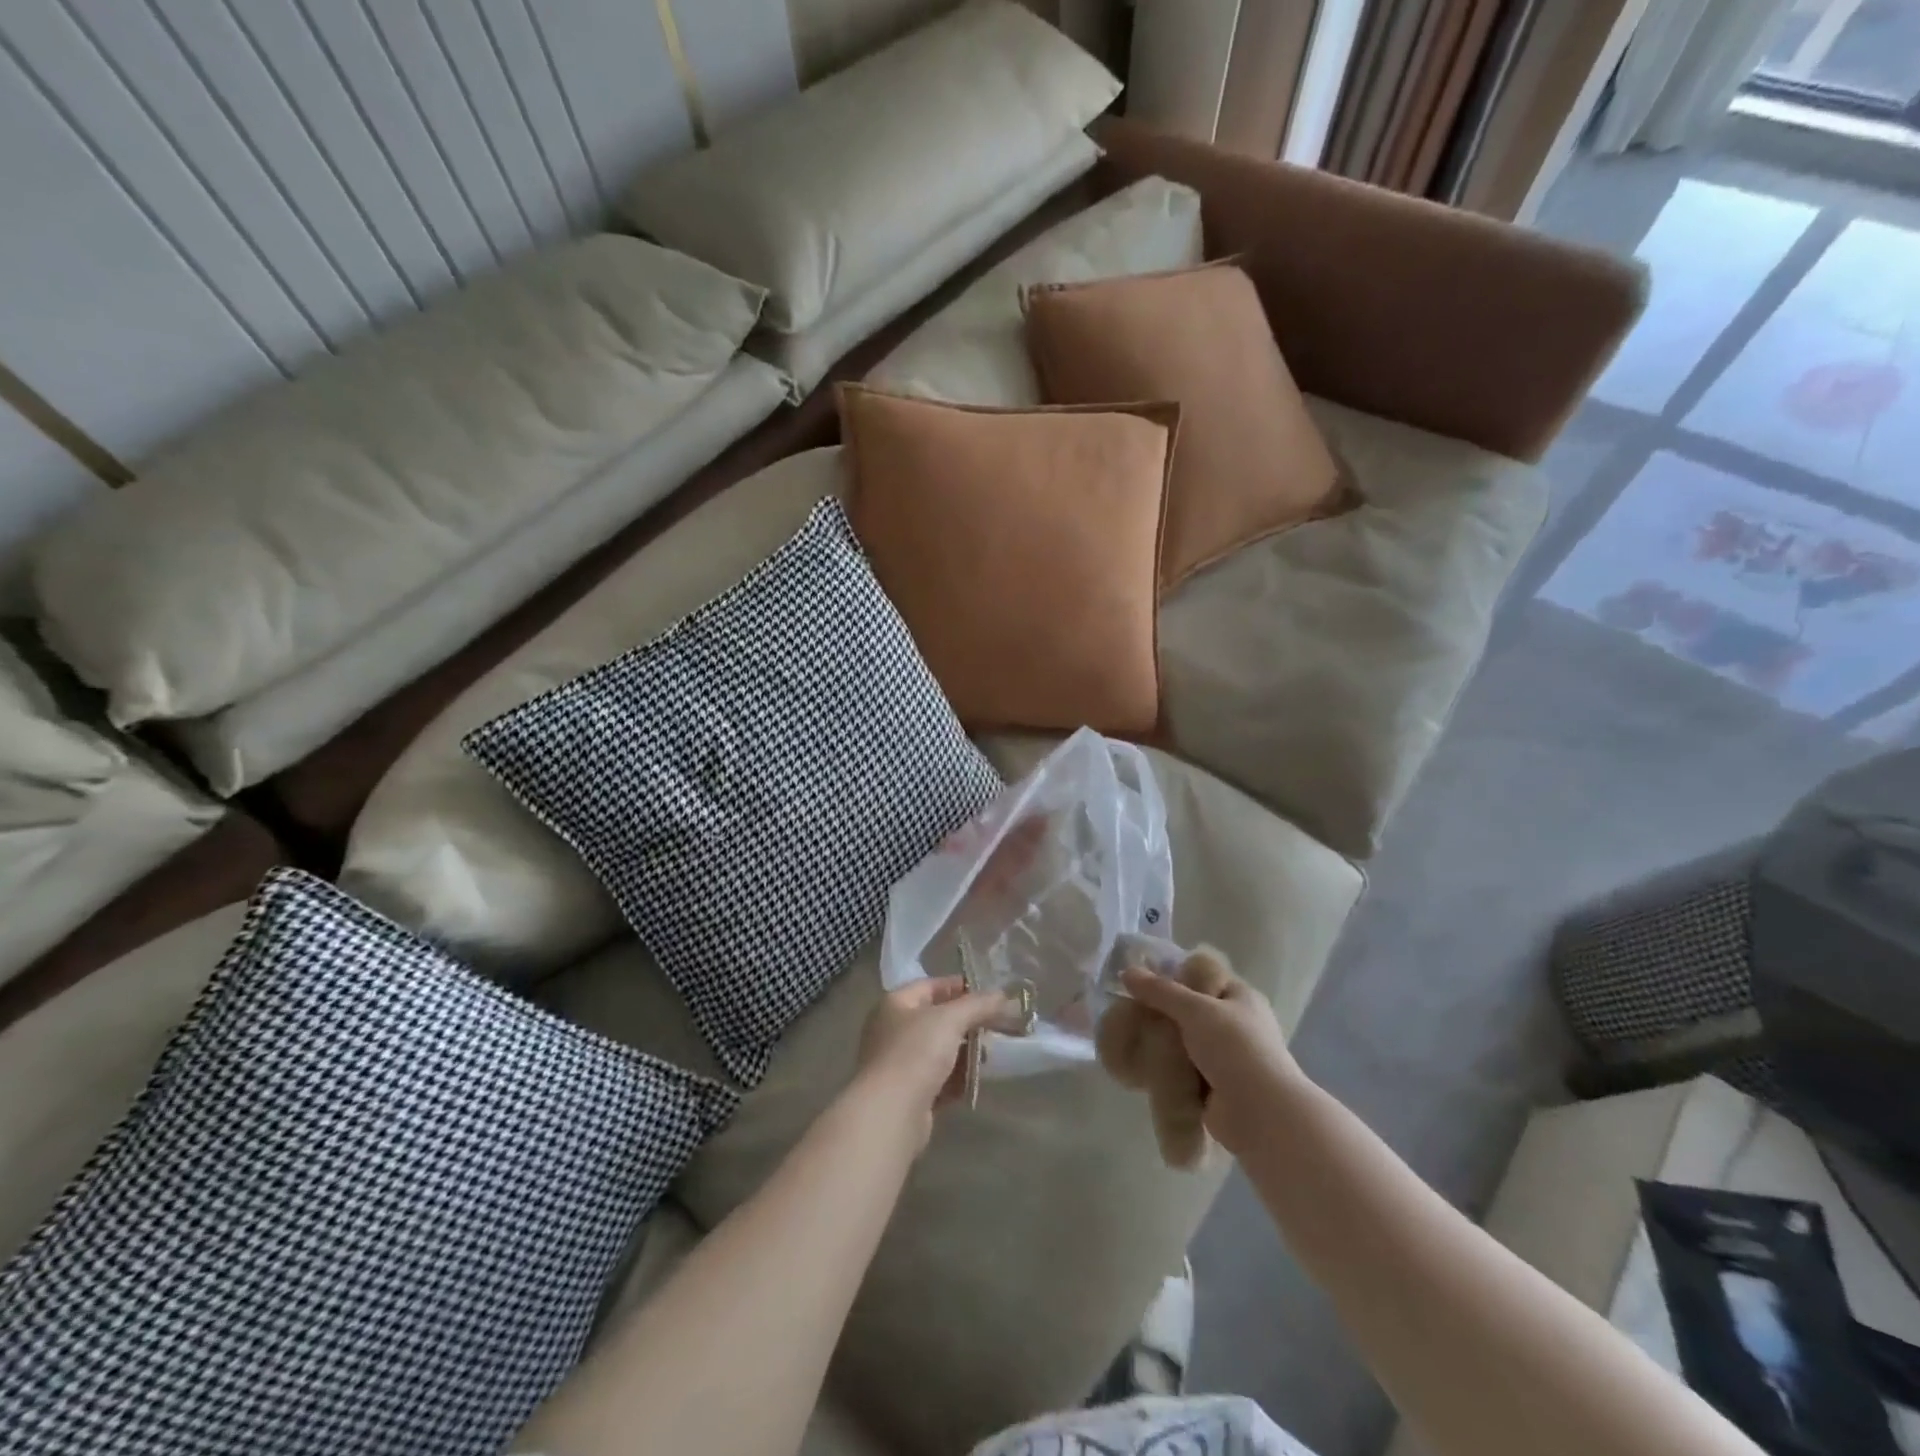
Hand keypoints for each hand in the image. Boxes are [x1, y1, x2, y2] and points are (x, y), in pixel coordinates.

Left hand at [853, 978, 1010, 1147]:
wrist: (890, 1113)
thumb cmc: (915, 1053)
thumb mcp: (951, 1019)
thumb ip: (978, 1004)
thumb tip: (1003, 995)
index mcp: (895, 1004)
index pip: (931, 986)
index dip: (960, 987)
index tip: (991, 995)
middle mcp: (893, 1030)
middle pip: (937, 1019)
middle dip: (967, 1023)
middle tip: (998, 1025)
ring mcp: (899, 1064)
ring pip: (939, 1051)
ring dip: (965, 1052)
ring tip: (991, 1054)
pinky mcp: (908, 1094)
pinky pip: (938, 1079)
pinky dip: (957, 1079)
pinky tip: (977, 1081)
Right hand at [1119, 955, 1304, 1157]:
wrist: (1260, 1114)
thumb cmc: (1235, 1049)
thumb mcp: (1196, 1010)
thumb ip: (1160, 991)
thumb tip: (1127, 971)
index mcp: (1240, 997)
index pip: (1202, 976)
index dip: (1173, 975)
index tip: (1142, 980)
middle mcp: (1235, 1024)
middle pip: (1190, 1010)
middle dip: (1162, 1012)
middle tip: (1130, 1010)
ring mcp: (1226, 1058)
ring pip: (1184, 1041)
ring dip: (1162, 1042)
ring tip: (1130, 1037)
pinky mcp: (1214, 1086)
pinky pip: (1183, 1069)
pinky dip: (1166, 1068)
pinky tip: (1141, 1064)